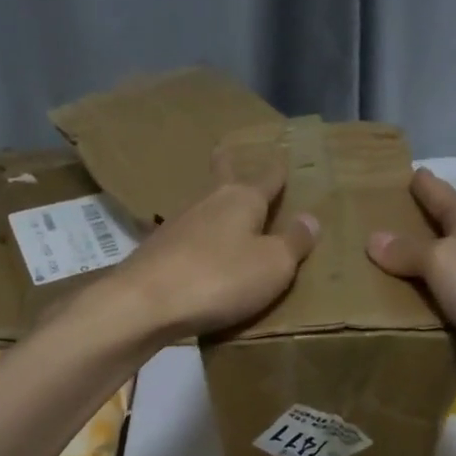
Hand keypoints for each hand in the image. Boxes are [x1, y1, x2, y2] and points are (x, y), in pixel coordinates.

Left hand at [104, 151, 318, 339]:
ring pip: (204, 210)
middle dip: (229, 167)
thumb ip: (293, 242)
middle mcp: (209, 203)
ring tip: (226, 216)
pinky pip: (189, 241)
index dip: (277, 170)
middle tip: (227, 151)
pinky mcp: (158, 252)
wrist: (145, 303)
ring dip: (215, 210)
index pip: (266, 178)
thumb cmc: (220, 278)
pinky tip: (200, 254)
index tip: (282, 156)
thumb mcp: (273, 265)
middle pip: (223, 180)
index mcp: (241, 199)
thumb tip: (310, 218)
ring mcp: (178, 226)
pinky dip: (200, 243)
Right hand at [365, 169, 455, 430]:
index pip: (436, 192)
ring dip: (392, 282)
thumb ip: (408, 251)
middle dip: (391, 233)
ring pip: (422, 283)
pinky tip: (368, 320)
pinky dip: (403, 320)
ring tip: (344, 276)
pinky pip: (426, 320)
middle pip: (426, 238)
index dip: (411, 181)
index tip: (376, 175)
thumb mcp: (447, 261)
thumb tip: (374, 239)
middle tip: (345, 230)